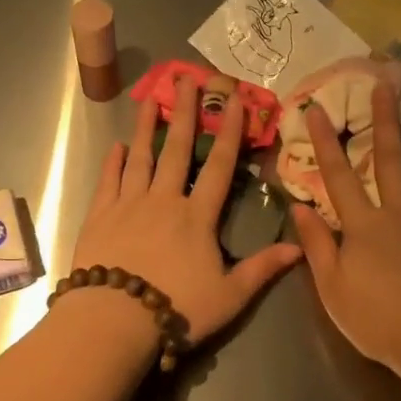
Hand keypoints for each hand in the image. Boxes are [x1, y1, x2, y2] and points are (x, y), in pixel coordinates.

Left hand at [71, 74, 302, 345]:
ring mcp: (128, 204)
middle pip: (178, 149)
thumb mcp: (229, 296)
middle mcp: (163, 200)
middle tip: (188, 79)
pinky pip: (108, 181)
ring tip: (150, 100)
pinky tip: (117, 146)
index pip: (219, 166)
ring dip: (146, 127)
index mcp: (196, 217)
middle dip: (186, 113)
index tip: (235, 101)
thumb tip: (300, 248)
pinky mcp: (99, 216)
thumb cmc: (176, 309)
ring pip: (140, 157)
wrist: (113, 320)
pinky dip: (113, 162)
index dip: (230, 132)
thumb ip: (262, 269)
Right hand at [292, 81, 400, 392]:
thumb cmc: (379, 321)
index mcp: (364, 226)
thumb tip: (299, 207)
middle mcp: (399, 213)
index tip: (317, 107)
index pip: (339, 176)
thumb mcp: (333, 289)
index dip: (326, 141)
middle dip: (383, 121)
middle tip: (383, 85)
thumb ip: (317, 246)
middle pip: (389, 160)